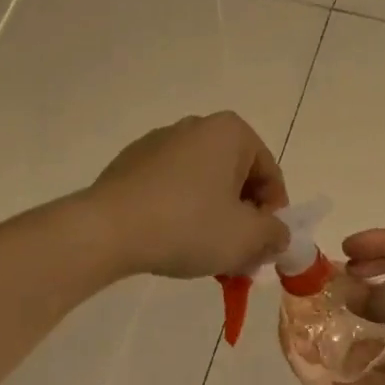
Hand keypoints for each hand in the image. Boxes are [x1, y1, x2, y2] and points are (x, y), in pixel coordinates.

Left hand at [87, 113, 290, 279]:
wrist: (107, 230)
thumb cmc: (188, 226)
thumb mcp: (246, 238)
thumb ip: (275, 235)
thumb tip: (277, 236)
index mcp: (230, 132)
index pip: (269, 174)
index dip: (274, 215)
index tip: (264, 248)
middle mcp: (195, 127)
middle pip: (236, 179)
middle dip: (243, 219)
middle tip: (241, 257)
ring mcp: (158, 143)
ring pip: (203, 185)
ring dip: (214, 219)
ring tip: (208, 257)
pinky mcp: (130, 164)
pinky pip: (171, 188)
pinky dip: (182, 213)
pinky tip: (173, 243)